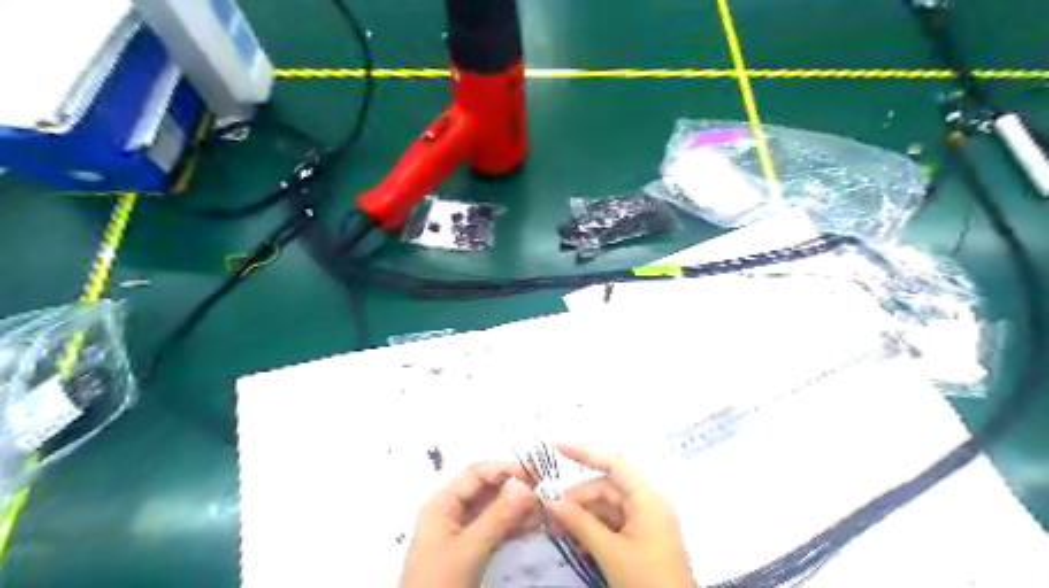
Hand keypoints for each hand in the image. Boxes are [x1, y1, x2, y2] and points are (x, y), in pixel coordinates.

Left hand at [398, 465, 534, 587]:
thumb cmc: (439, 582)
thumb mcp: (469, 549)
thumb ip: (497, 516)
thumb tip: (525, 486)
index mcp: (442, 504)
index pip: (476, 475)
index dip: (504, 470)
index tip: (534, 475)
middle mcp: (451, 513)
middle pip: (486, 491)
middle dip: (514, 490)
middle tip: (544, 494)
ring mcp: (462, 534)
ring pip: (494, 511)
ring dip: (518, 509)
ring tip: (544, 512)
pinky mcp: (471, 553)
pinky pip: (495, 530)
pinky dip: (513, 527)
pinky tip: (533, 527)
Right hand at [549, 443, 695, 587]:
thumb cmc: (646, 580)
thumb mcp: (610, 552)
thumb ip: (580, 523)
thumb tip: (551, 502)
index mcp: (647, 499)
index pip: (614, 464)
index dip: (586, 453)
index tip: (558, 447)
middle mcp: (648, 504)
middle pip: (607, 488)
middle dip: (578, 497)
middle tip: (550, 512)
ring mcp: (645, 523)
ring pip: (607, 507)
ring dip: (583, 516)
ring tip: (557, 529)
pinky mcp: (642, 540)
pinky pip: (613, 524)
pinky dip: (594, 530)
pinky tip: (576, 542)